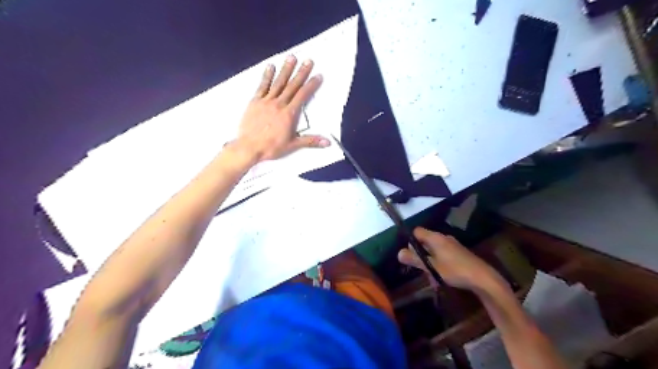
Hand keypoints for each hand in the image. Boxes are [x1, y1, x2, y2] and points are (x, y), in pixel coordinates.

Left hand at [233, 55, 331, 161]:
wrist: (249, 147)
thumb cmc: (271, 147)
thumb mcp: (293, 145)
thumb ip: (311, 141)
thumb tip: (328, 142)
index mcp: (289, 114)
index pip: (303, 96)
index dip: (311, 85)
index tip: (318, 75)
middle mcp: (279, 104)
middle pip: (292, 86)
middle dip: (301, 73)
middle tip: (308, 60)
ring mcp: (266, 101)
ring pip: (278, 83)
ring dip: (286, 70)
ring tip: (292, 57)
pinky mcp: (255, 102)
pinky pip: (262, 86)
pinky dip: (267, 76)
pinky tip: (271, 67)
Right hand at [396, 227, 503, 293]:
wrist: (483, 278)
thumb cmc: (455, 270)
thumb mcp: (432, 267)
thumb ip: (415, 259)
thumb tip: (398, 253)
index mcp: (435, 237)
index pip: (416, 231)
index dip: (411, 241)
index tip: (410, 255)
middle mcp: (443, 237)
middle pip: (424, 241)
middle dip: (420, 255)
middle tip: (420, 269)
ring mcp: (452, 245)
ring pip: (433, 250)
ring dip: (429, 261)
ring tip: (432, 277)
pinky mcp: (459, 253)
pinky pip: (443, 254)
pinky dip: (438, 263)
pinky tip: (442, 277)